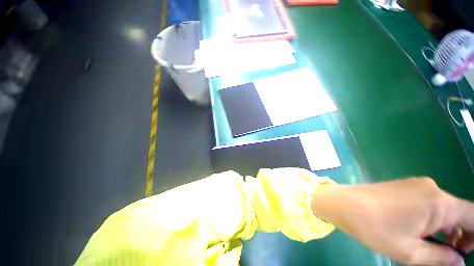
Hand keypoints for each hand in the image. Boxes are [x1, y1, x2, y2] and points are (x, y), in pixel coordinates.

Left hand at [311, 178, 473, 265]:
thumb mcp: (410, 251)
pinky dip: (434, 220)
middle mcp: (432, 188)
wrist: (342, 203)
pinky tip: (425, 233)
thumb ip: (440, 257)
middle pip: (460, 212)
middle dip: (463, 235)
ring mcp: (417, 185)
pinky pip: (430, 204)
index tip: (467, 253)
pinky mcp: (405, 187)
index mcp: (439, 202)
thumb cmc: (374, 228)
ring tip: (438, 248)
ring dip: (448, 229)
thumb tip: (460, 262)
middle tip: (453, 256)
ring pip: (445, 209)